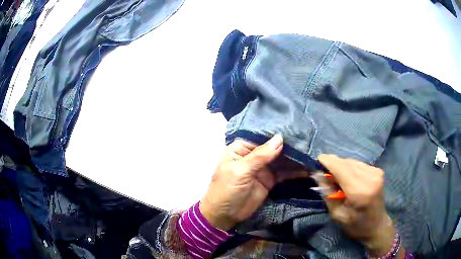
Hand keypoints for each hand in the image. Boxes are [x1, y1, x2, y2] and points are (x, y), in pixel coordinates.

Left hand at [200, 135, 306, 230]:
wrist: (225, 215)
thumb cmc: (226, 190)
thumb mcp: (240, 171)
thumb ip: (260, 156)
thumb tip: (280, 138)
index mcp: (242, 148)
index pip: (261, 136)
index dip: (277, 133)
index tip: (295, 128)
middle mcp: (254, 155)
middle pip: (274, 147)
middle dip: (289, 145)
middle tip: (308, 140)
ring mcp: (263, 168)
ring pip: (281, 160)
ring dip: (295, 158)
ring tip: (311, 153)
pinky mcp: (270, 180)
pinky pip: (284, 173)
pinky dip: (295, 171)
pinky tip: (307, 169)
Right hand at [315, 154, 397, 256]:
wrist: (377, 226)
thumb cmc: (355, 225)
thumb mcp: (337, 214)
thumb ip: (328, 193)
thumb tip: (318, 175)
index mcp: (359, 191)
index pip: (341, 168)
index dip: (329, 161)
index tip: (318, 158)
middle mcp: (370, 178)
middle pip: (347, 162)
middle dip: (334, 164)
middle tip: (325, 172)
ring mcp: (376, 173)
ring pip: (353, 161)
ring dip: (343, 166)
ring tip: (337, 177)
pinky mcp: (378, 171)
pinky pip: (359, 164)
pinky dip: (351, 168)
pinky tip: (348, 178)